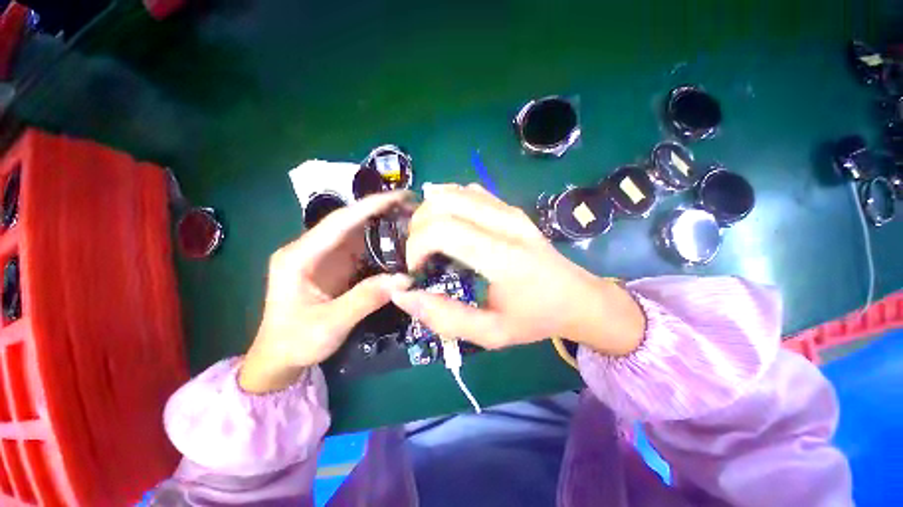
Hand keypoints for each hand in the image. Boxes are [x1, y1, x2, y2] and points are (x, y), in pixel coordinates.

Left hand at [240, 191, 412, 393]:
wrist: (280, 358)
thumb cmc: (296, 342)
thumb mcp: (330, 325)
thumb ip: (365, 300)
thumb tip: (404, 279)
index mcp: (299, 256)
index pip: (339, 222)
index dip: (370, 206)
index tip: (399, 197)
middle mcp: (311, 249)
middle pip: (350, 221)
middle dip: (381, 209)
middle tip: (413, 204)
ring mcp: (324, 256)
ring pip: (357, 232)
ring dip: (383, 223)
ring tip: (411, 218)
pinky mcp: (335, 266)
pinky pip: (361, 247)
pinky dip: (381, 241)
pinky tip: (399, 240)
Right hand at [391, 184, 643, 355]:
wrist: (577, 297)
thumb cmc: (536, 318)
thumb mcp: (491, 334)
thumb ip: (445, 318)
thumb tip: (403, 295)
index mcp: (503, 257)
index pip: (443, 230)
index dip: (416, 246)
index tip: (416, 269)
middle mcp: (506, 224)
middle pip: (443, 202)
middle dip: (417, 226)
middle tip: (419, 254)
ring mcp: (510, 210)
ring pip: (453, 191)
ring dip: (429, 212)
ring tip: (428, 239)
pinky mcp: (510, 207)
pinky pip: (468, 191)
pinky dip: (447, 200)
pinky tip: (445, 222)